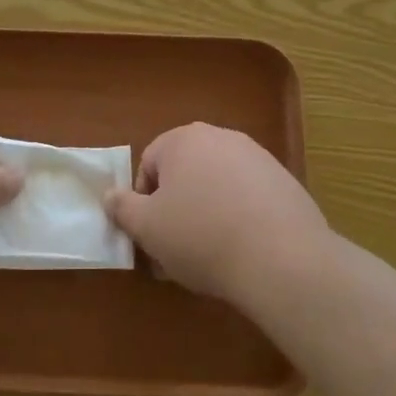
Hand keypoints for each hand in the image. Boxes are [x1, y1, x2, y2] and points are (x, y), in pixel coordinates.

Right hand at [104, 123, 329, 300]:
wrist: (282, 257)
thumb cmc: (201, 236)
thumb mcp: (147, 228)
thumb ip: (122, 207)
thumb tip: (110, 195)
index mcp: (183, 140)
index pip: (149, 164)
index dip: (144, 202)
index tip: (152, 235)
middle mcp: (221, 137)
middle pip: (185, 173)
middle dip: (176, 208)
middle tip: (176, 250)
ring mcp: (257, 157)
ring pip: (216, 186)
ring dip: (206, 214)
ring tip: (210, 256)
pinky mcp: (284, 181)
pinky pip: (247, 197)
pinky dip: (239, 218)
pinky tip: (243, 250)